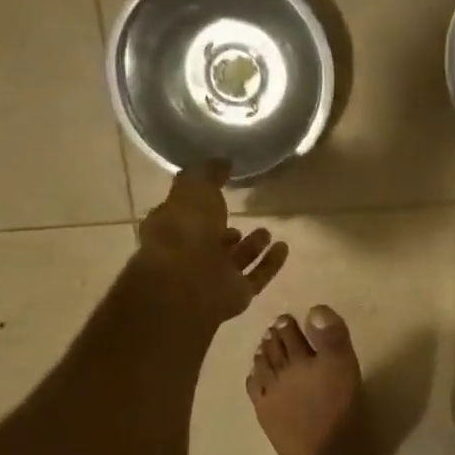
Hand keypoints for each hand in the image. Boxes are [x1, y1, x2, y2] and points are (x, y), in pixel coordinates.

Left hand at [137, 160, 288, 324]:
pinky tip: (284, 247)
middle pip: (210, 240)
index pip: (184, 213)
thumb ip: (207, 173)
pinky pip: (256, 276)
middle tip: (242, 215)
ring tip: (267, 231)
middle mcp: (189, 254)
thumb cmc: (185, 229)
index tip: (217, 190)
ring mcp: (213, 276)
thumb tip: (222, 159)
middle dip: (225, 229)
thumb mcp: (194, 187)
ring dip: (251, 246)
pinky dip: (270, 263)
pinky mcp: (236, 294)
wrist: (190, 281)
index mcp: (171, 227)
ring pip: (234, 260)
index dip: (199, 203)